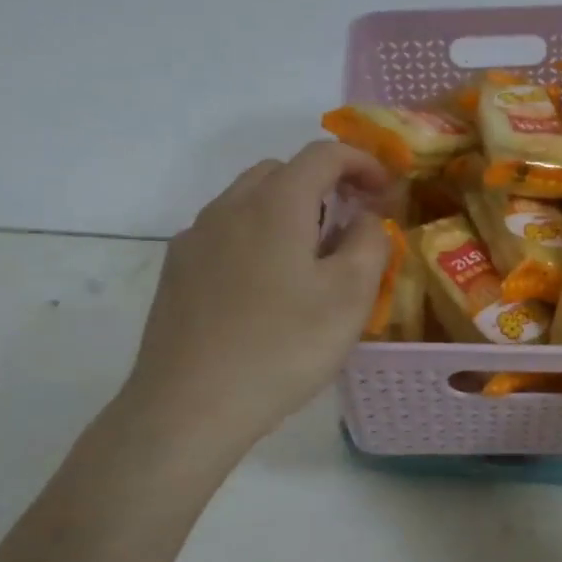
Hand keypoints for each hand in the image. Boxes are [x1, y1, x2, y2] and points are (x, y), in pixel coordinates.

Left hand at [119, 141, 394, 448]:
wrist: (188, 408)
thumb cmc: (282, 346)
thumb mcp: (351, 295)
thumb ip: (370, 241)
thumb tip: (363, 219)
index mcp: (276, 202)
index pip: (324, 153)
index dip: (362, 162)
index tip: (385, 191)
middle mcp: (230, 206)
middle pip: (283, 170)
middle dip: (323, 184)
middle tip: (350, 223)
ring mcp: (195, 238)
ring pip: (249, 201)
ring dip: (287, 210)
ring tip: (309, 258)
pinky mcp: (176, 271)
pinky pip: (225, 232)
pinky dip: (256, 236)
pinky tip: (265, 287)